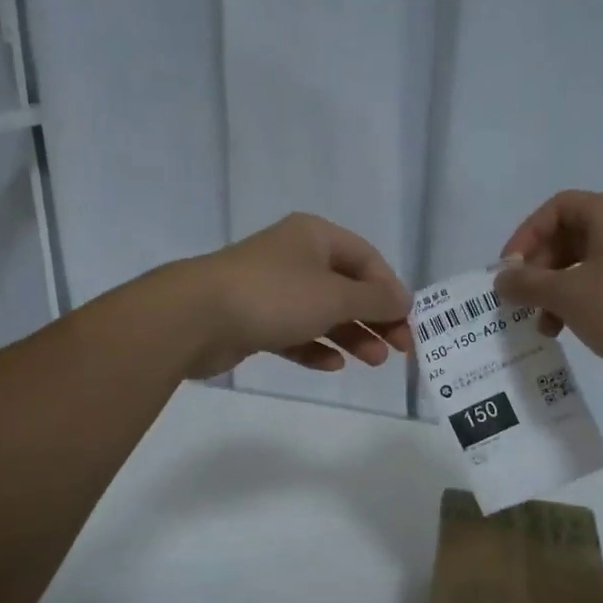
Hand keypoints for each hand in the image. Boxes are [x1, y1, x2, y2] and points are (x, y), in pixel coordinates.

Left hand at [174, 213, 413, 379]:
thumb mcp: (335, 295)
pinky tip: (333, 365)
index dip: (391, 290)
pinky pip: (295, 333)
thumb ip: (375, 299)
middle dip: (374, 318)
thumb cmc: (274, 296)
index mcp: (314, 236)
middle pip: (347, 287)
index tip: (406, 323)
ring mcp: (271, 289)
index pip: (367, 259)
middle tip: (397, 350)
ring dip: (350, 336)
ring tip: (372, 362)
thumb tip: (405, 299)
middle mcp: (294, 258)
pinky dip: (316, 347)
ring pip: (322, 312)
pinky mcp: (253, 320)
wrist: (195, 318)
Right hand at [494, 192, 602, 385]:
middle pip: (568, 237)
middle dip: (539, 269)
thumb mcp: (568, 295)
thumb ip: (528, 284)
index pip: (556, 208)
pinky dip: (578, 303)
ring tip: (542, 325)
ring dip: (555, 291)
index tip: (509, 270)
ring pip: (583, 266)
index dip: (526, 235)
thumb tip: (501, 278)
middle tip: (522, 299)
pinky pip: (601, 286)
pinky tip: (566, 330)